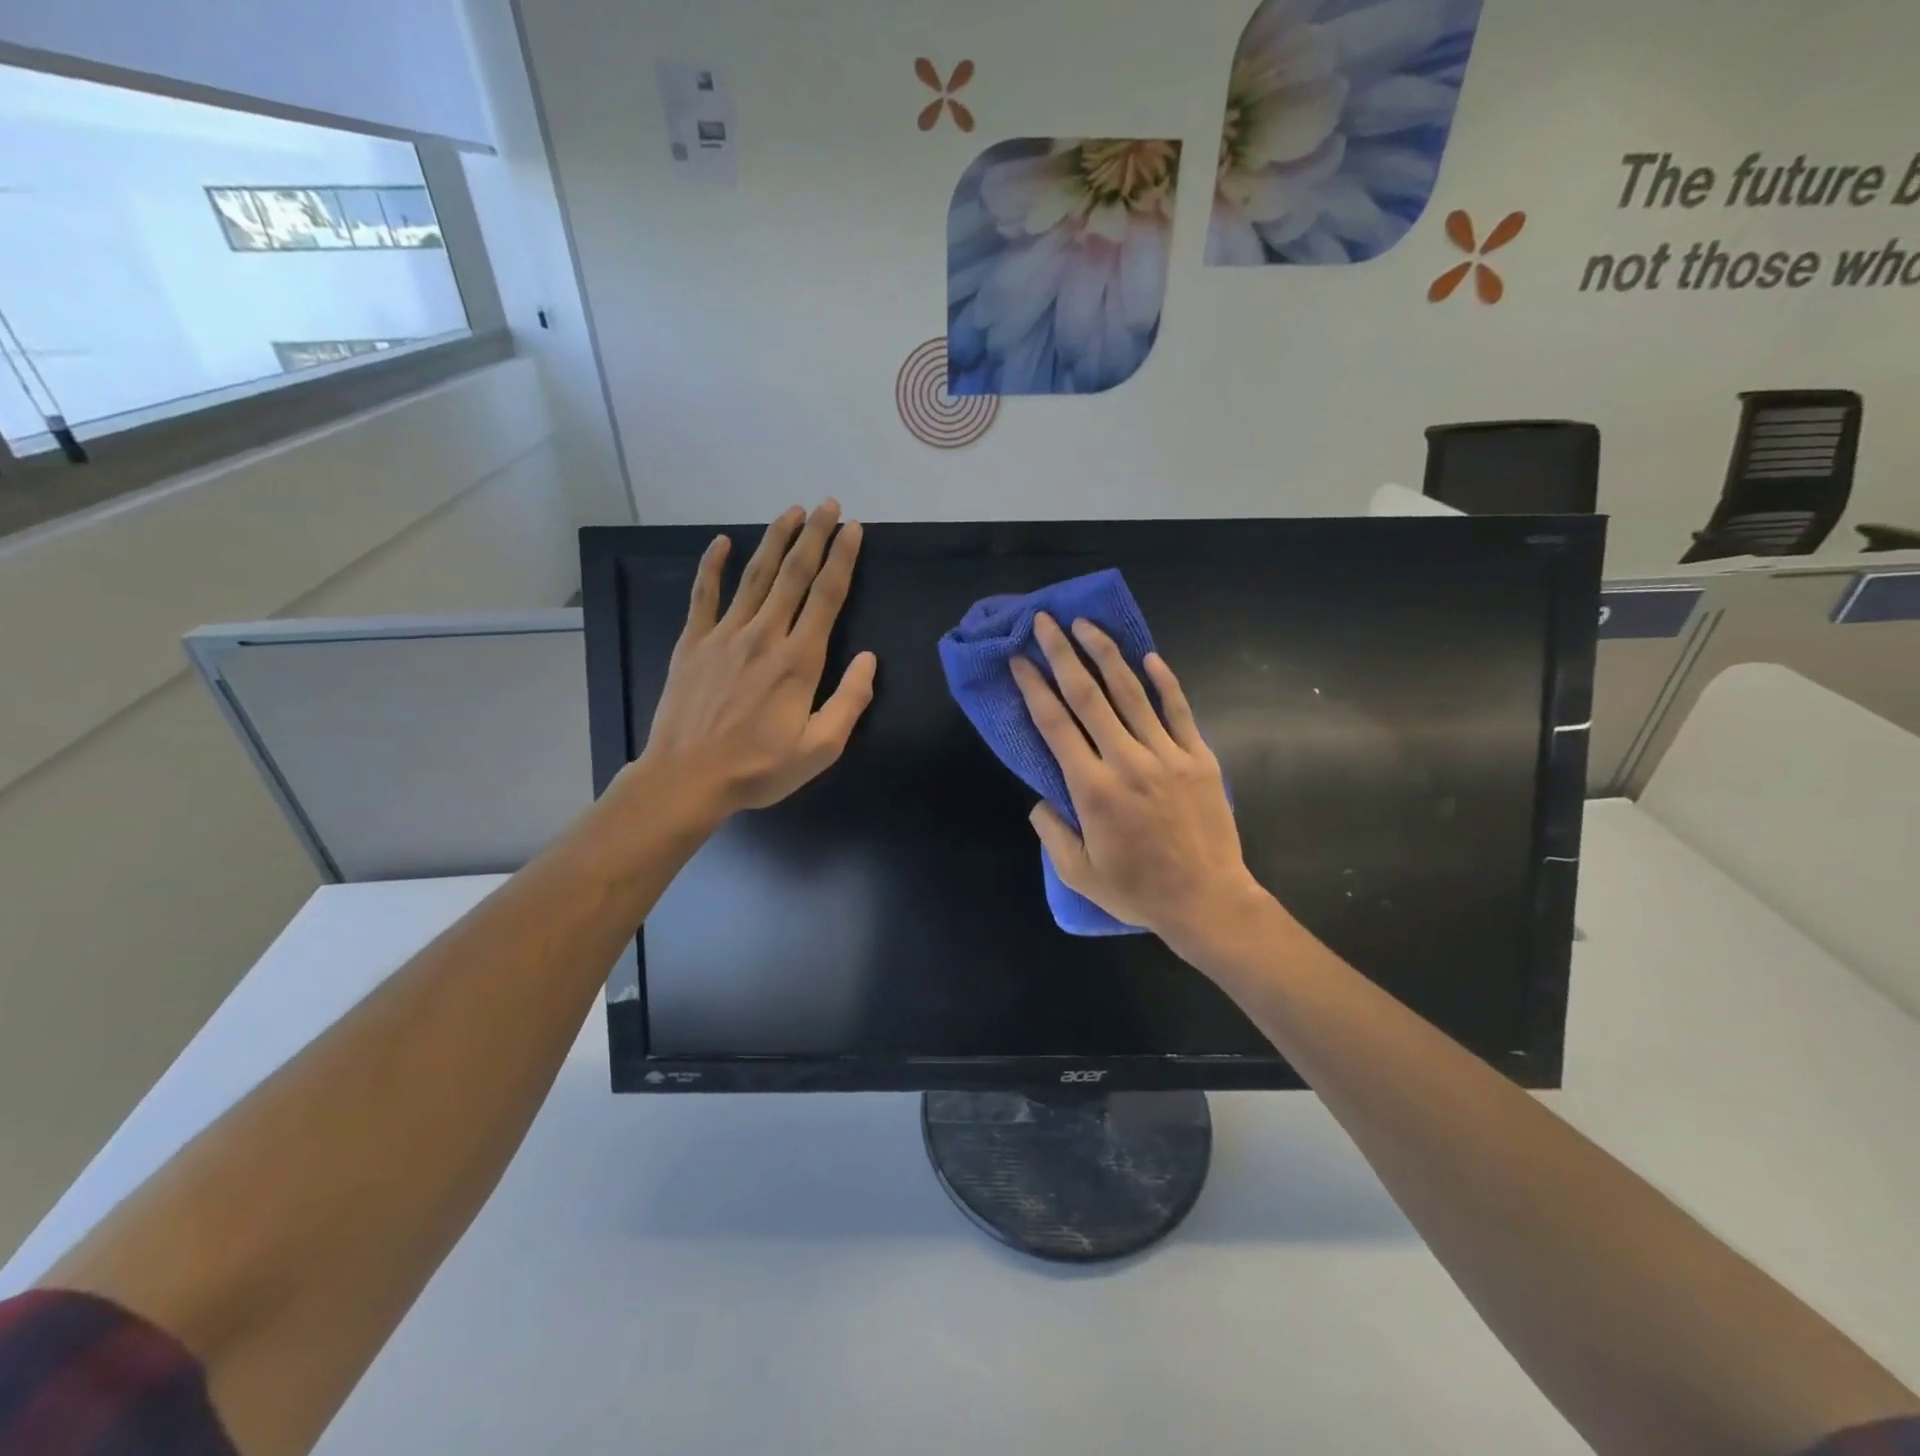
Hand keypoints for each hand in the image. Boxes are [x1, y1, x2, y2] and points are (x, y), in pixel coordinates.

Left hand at [637, 500, 876, 821]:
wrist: (687, 778)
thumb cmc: (758, 768)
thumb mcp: (819, 749)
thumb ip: (850, 702)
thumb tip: (869, 659)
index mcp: (798, 661)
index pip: (826, 596)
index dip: (843, 559)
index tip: (854, 530)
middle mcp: (763, 636)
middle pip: (793, 574)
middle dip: (815, 536)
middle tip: (829, 505)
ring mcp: (724, 635)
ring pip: (755, 575)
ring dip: (775, 539)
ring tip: (792, 511)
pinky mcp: (693, 642)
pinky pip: (704, 594)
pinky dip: (712, 565)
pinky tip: (722, 542)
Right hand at [1011, 614, 1266, 954]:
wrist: (1206, 900)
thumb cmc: (1137, 890)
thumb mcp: (1078, 873)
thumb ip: (1052, 833)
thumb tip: (1040, 800)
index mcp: (1092, 789)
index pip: (1055, 725)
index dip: (1033, 688)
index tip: (1019, 660)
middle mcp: (1126, 761)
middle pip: (1088, 696)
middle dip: (1062, 654)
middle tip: (1045, 622)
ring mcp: (1167, 755)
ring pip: (1131, 693)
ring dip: (1106, 654)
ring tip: (1086, 625)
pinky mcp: (1199, 757)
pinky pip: (1179, 710)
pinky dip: (1164, 681)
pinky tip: (1149, 656)